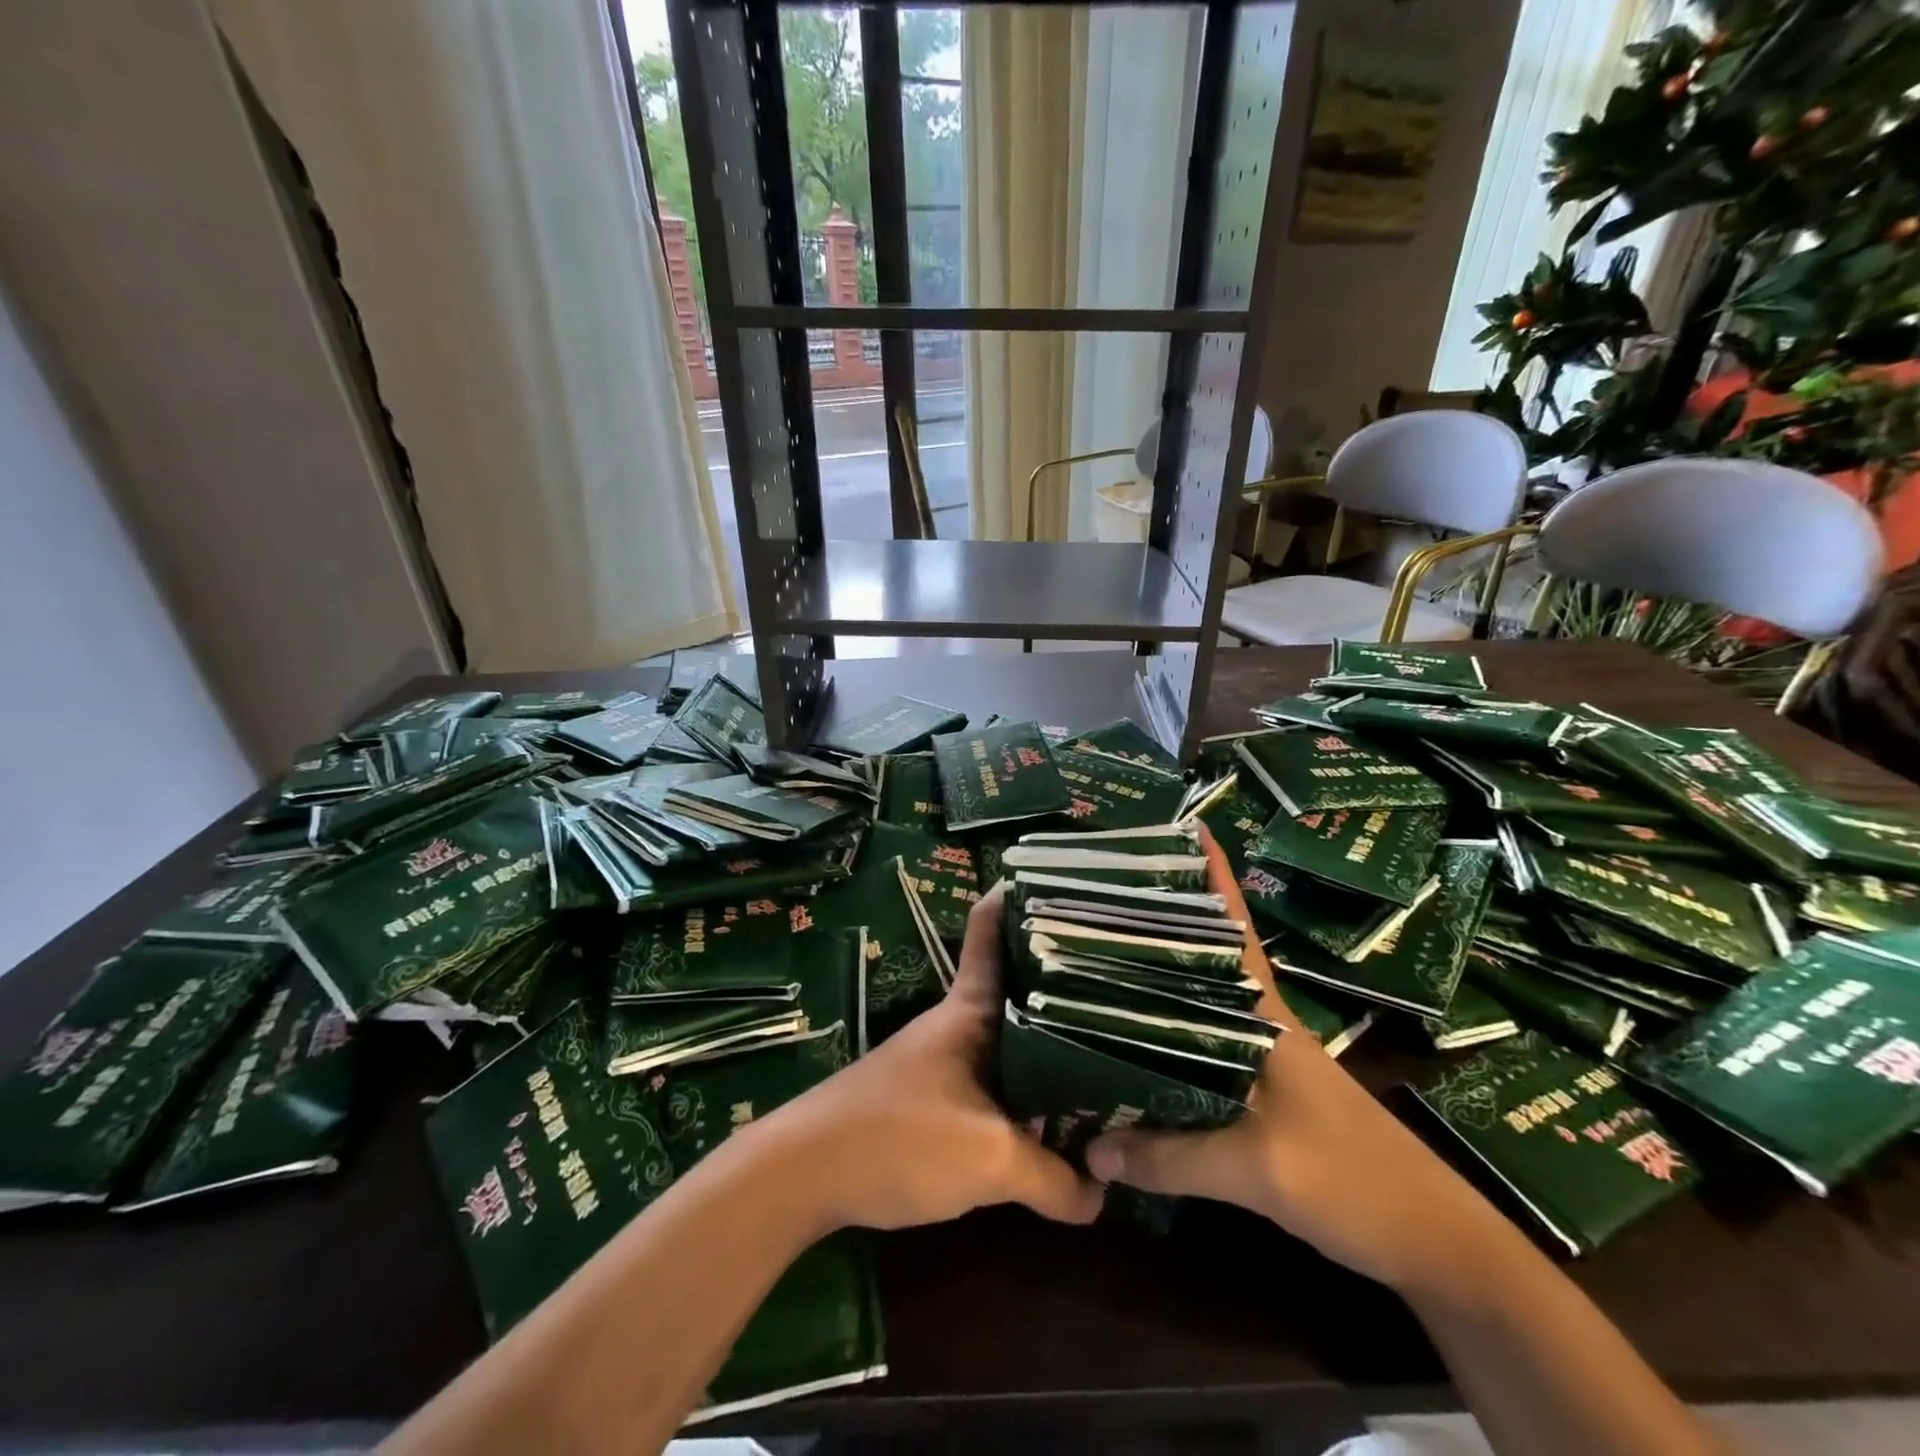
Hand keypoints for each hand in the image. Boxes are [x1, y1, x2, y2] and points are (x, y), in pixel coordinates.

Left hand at [760, 884, 1104, 1235]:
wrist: (804, 1173)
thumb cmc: (898, 1138)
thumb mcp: (988, 1160)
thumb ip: (1052, 1177)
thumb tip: (1101, 1194)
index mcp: (971, 1009)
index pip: (992, 930)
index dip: (1021, 898)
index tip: (1066, 885)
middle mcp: (960, 1021)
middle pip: (1019, 984)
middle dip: (1065, 977)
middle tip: (1123, 974)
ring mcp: (946, 1057)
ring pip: (1011, 1034)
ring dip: (1051, 1038)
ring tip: (1109, 1042)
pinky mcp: (936, 1095)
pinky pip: (997, 1077)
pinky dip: (1029, 1084)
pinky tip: (1057, 1107)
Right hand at [1084, 826, 1505, 1295]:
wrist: (1430, 1239)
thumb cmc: (1352, 1181)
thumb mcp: (1257, 1170)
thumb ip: (1170, 1157)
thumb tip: (1086, 1147)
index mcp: (1262, 1012)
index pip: (1231, 926)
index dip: (1210, 875)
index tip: (1176, 827)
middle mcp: (1256, 1020)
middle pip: (1200, 954)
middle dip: (1156, 918)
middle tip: (1095, 892)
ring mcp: (1258, 1056)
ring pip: (1195, 999)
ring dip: (1155, 975)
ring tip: (1093, 954)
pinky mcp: (1257, 1092)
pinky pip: (1197, 1046)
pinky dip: (1163, 1034)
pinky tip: (1128, 1042)